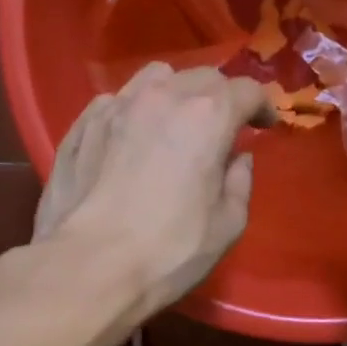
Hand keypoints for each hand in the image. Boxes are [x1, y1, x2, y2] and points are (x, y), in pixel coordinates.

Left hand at [34, 62, 273, 318]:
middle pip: (202, 77)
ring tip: (175, 122)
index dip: (262, 106)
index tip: (265, 125)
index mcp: (207, 116)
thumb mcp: (227, 225)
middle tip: (222, 128)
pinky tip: (132, 139)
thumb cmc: (169, 251)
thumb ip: (239, 182)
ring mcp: (116, 106)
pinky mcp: (82, 124)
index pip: (246, 90)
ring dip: (175, 93)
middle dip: (220, 96)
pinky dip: (135, 110)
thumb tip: (237, 158)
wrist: (89, 267)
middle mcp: (162, 97)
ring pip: (155, 78)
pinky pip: (117, 101)